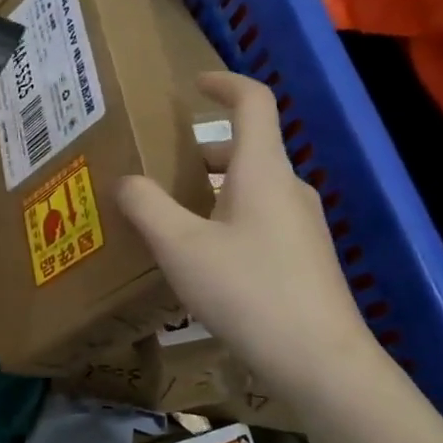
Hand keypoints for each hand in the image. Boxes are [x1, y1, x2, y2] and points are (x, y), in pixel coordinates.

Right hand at [116, 72, 378, 398]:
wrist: (318, 359)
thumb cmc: (247, 290)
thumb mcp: (180, 247)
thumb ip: (146, 206)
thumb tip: (124, 180)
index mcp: (262, 171)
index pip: (253, 102)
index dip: (224, 83)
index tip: (194, 84)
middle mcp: (288, 188)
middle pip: (247, 150)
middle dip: (202, 151)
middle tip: (161, 167)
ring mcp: (303, 224)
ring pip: (252, 189)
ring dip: (213, 189)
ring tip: (172, 216)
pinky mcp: (306, 257)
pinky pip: (261, 219)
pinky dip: (228, 218)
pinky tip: (203, 258)